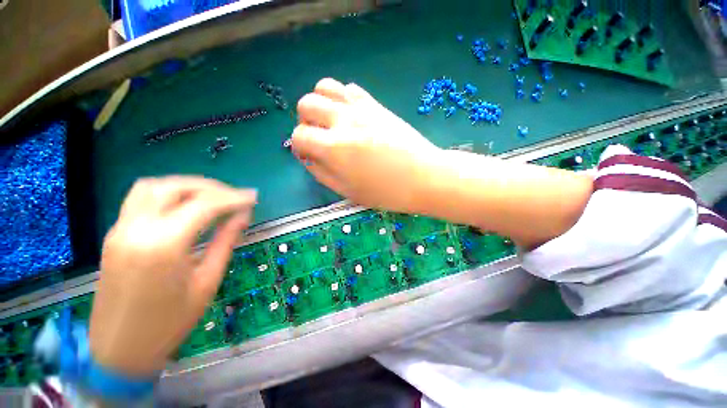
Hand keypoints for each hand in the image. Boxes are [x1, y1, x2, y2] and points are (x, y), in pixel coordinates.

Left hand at [89, 177, 256, 376]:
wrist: (119, 350)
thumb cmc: (169, 322)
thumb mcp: (206, 281)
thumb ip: (225, 242)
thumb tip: (243, 216)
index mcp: (163, 245)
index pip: (204, 205)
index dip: (233, 198)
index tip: (253, 197)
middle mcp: (137, 229)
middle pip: (176, 187)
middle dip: (211, 187)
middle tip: (234, 196)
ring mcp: (120, 229)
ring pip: (153, 186)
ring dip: (187, 186)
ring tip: (212, 196)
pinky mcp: (115, 234)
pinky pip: (140, 198)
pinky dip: (168, 193)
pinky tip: (185, 205)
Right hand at [293, 78, 441, 212]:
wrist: (424, 177)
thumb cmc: (386, 192)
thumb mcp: (348, 192)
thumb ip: (322, 173)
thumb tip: (308, 158)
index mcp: (334, 148)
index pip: (299, 136)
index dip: (299, 146)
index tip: (308, 154)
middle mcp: (343, 121)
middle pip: (306, 104)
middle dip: (306, 121)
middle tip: (318, 137)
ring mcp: (361, 108)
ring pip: (325, 87)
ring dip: (321, 103)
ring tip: (331, 121)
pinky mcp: (376, 104)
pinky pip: (350, 88)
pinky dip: (342, 98)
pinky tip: (351, 115)